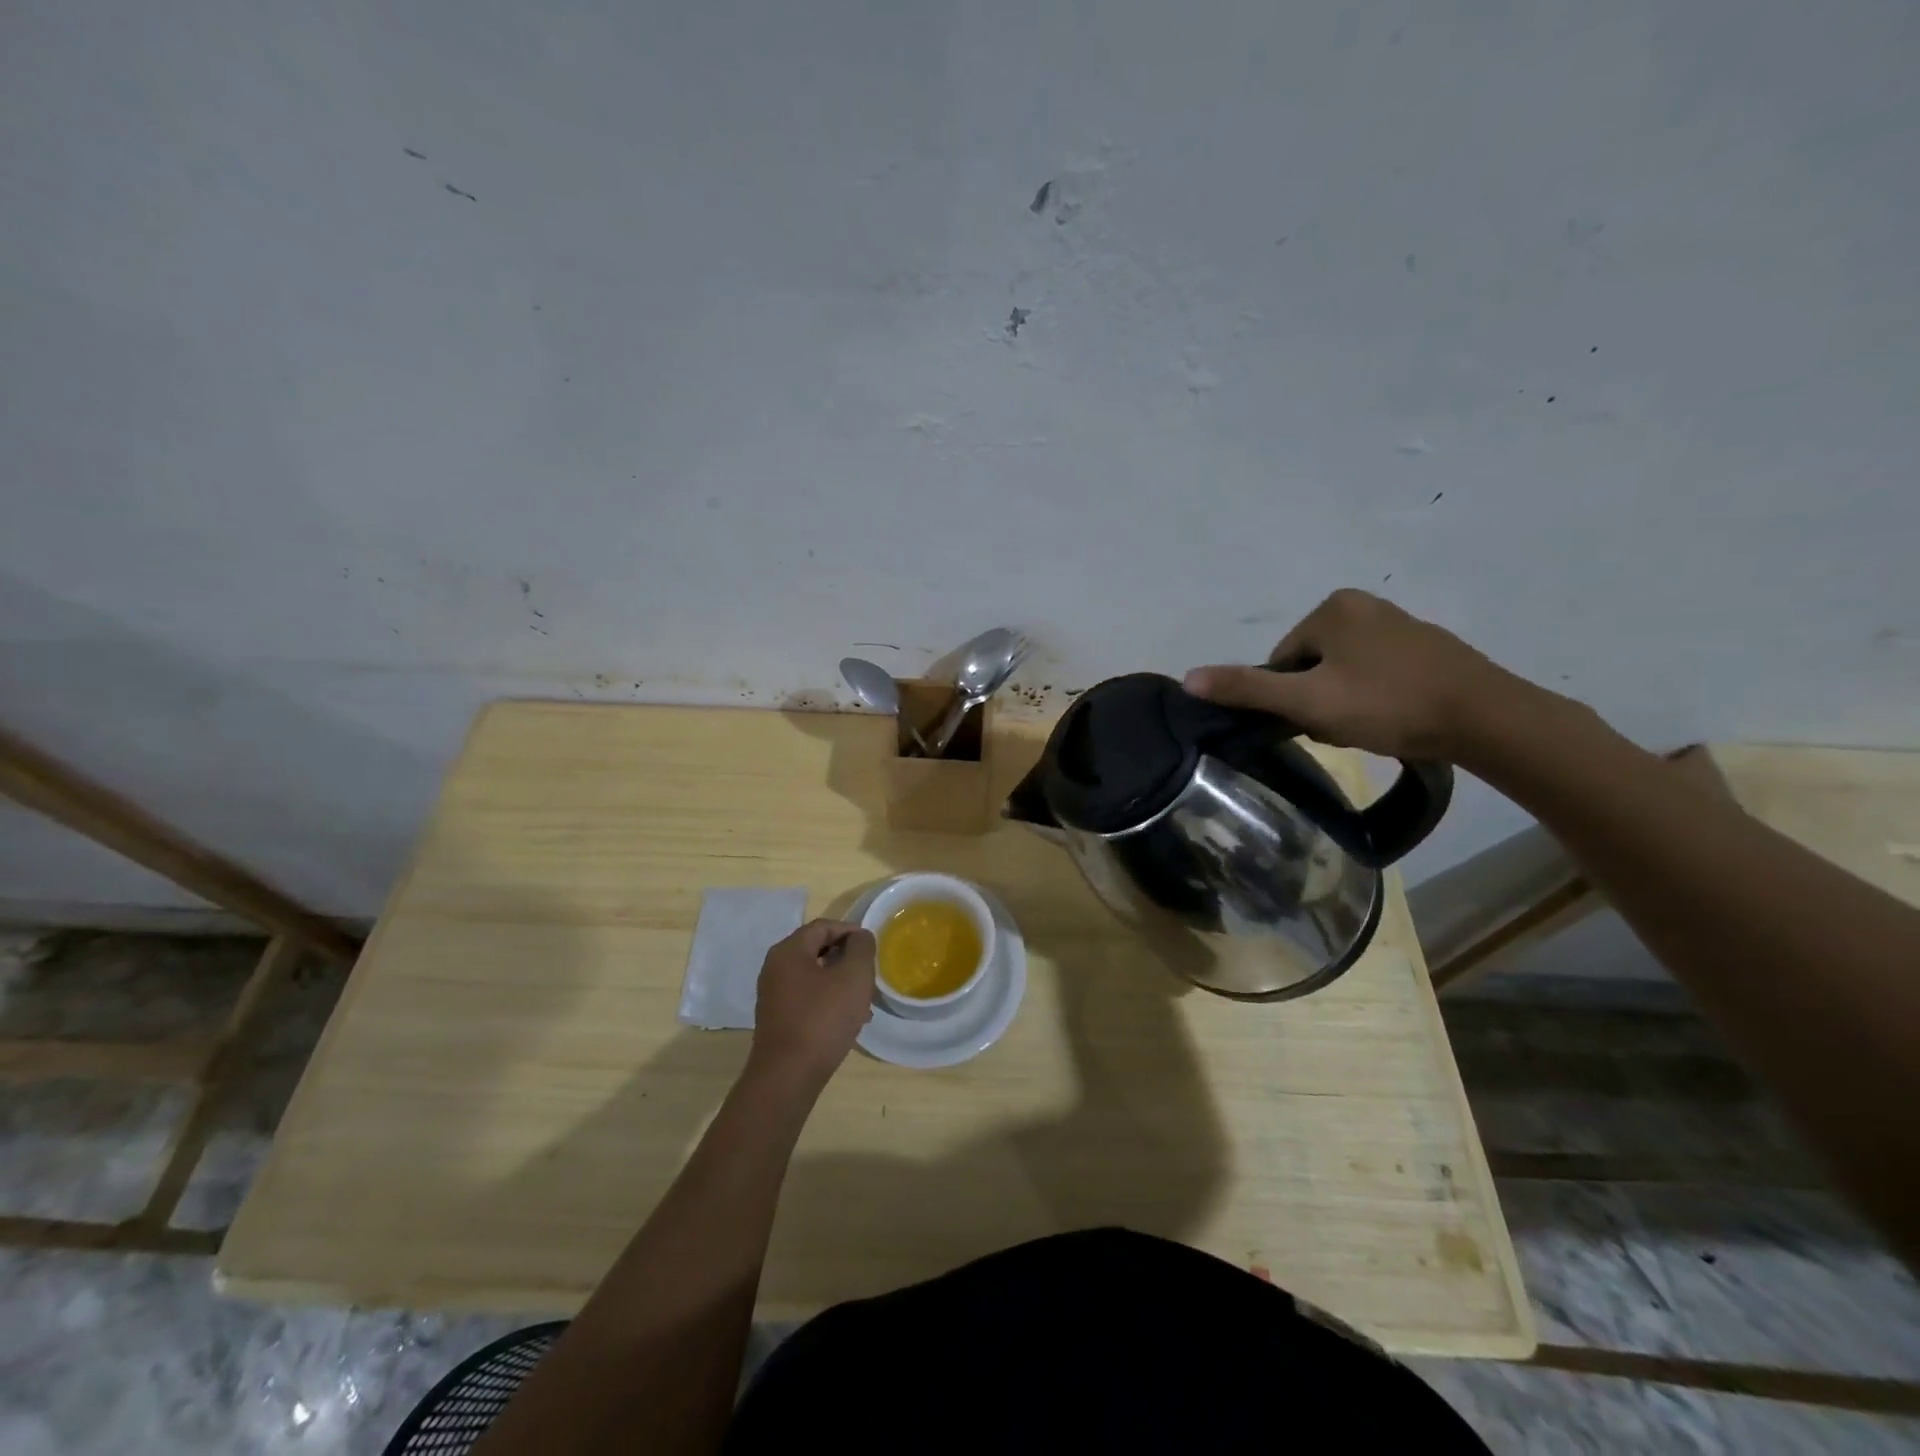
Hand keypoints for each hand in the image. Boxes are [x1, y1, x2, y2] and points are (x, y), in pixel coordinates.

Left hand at [746, 919, 875, 1091]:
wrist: (787, 1077)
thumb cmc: (822, 1019)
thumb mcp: (853, 977)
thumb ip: (861, 948)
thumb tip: (859, 937)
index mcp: (789, 951)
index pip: (823, 926)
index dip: (850, 931)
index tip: (872, 946)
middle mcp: (775, 968)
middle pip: (816, 950)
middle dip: (846, 958)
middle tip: (869, 972)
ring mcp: (773, 994)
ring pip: (813, 976)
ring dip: (839, 981)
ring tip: (864, 1000)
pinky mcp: (777, 1019)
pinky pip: (807, 998)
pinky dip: (828, 1000)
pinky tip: (847, 1020)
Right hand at [1183, 589, 1522, 760]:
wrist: (1485, 718)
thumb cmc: (1387, 704)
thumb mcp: (1308, 702)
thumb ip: (1248, 689)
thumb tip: (1188, 678)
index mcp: (1332, 608)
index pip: (1282, 659)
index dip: (1289, 697)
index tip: (1315, 721)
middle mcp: (1364, 604)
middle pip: (1311, 664)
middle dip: (1317, 698)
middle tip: (1342, 727)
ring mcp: (1399, 623)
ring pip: (1343, 671)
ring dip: (1345, 701)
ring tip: (1370, 726)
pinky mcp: (1426, 646)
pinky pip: (1377, 672)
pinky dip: (1376, 696)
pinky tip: (1393, 718)